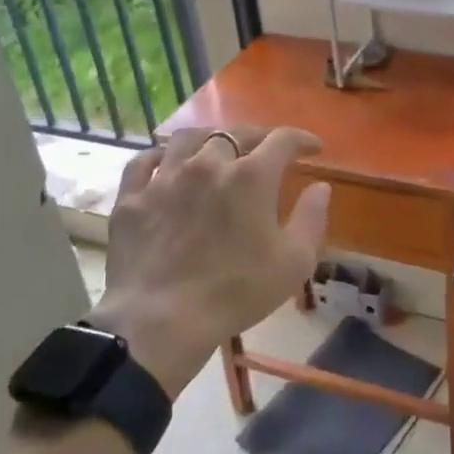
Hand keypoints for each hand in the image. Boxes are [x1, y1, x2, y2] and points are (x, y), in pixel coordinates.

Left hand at [88, 126, 328, 395]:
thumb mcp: (294, 262)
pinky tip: (165, 165)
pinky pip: (144, 163)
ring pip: (187, 139)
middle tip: (266, 149)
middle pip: (235, 133)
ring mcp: (165, 178)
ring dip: (208, 138)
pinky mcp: (132, 198)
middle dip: (257, 136)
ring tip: (215, 148)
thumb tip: (320, 186)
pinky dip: (159, 157)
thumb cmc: (236, 292)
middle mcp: (208, 164)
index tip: (313, 148)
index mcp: (251, 176)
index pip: (283, 140)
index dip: (302, 139)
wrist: (160, 320)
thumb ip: (312, 218)